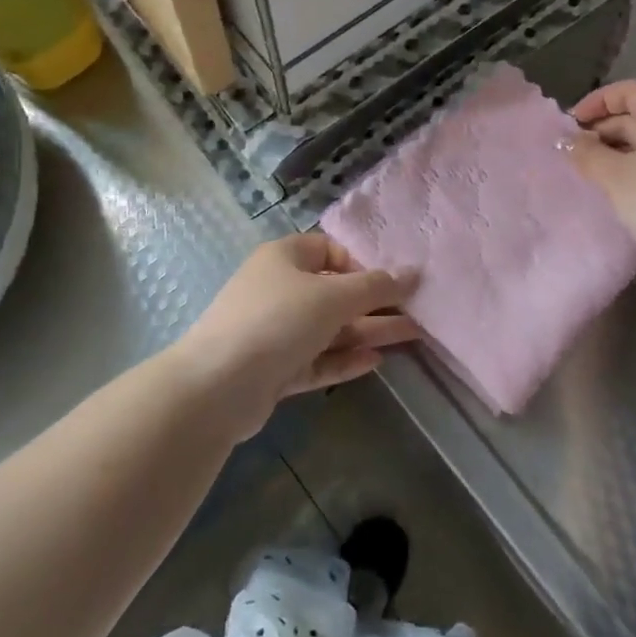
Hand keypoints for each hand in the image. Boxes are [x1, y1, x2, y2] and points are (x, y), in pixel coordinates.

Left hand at [176, 234, 417, 440]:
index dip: (361, 263)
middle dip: (375, 303)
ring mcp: (275, 332)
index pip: (329, 250)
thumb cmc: (277, 321)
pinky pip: (318, 359)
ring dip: (368, 331)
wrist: (217, 386)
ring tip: (413, 336)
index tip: (390, 281)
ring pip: (330, 328)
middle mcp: (279, 290)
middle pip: (334, 292)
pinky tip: (377, 361)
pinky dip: (345, 359)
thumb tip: (414, 272)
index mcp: (284, 258)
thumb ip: (376, 286)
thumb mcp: (333, 296)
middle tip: (417, 311)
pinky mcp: (275, 369)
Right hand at [566, 79, 635, 269]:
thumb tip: (568, 141)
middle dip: (602, 129)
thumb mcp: (613, 176)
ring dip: (616, 151)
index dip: (597, 101)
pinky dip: (634, 167)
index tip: (572, 124)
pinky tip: (618, 190)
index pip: (629, 90)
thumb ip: (586, 153)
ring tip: (591, 173)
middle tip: (575, 153)